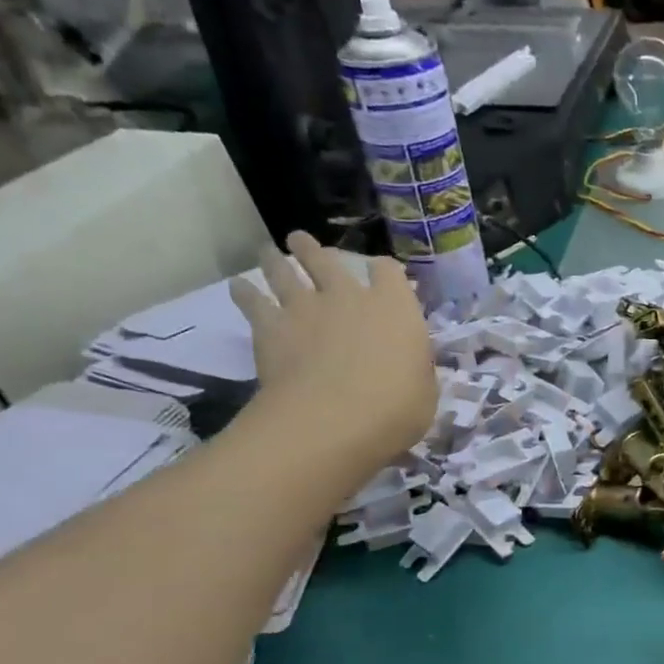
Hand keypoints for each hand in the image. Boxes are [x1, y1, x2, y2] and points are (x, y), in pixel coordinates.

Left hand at [230, 232, 436, 486]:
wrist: (333, 420)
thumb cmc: (395, 409)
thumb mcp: (424, 392)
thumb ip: (415, 370)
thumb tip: (410, 366)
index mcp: (395, 308)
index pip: (389, 273)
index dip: (384, 271)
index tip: (380, 272)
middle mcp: (350, 296)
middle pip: (328, 260)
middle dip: (315, 251)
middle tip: (302, 242)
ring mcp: (306, 307)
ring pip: (286, 271)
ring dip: (276, 261)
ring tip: (268, 252)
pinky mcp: (271, 326)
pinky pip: (252, 301)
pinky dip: (244, 292)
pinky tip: (239, 287)